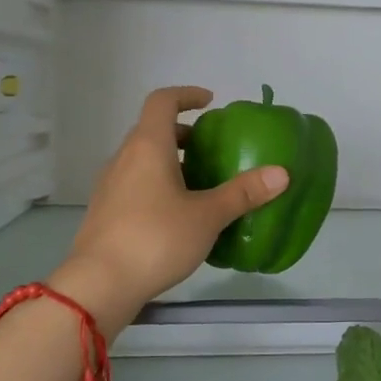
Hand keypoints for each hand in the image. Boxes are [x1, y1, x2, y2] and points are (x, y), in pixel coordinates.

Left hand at [50, 87, 288, 328]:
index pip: (162, 101)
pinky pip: (135, 184)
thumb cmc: (155, 239)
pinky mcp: (105, 212)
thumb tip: (282, 173)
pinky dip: (157, 184)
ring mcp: (110, 186)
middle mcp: (124, 158)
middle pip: (151, 130)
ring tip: (200, 183)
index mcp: (147, 147)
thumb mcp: (207, 216)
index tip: (210, 102)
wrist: (99, 285)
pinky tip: (177, 215)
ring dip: (169, 161)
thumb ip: (243, 193)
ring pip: (142, 159)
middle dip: (182, 133)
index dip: (186, 95)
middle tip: (211, 148)